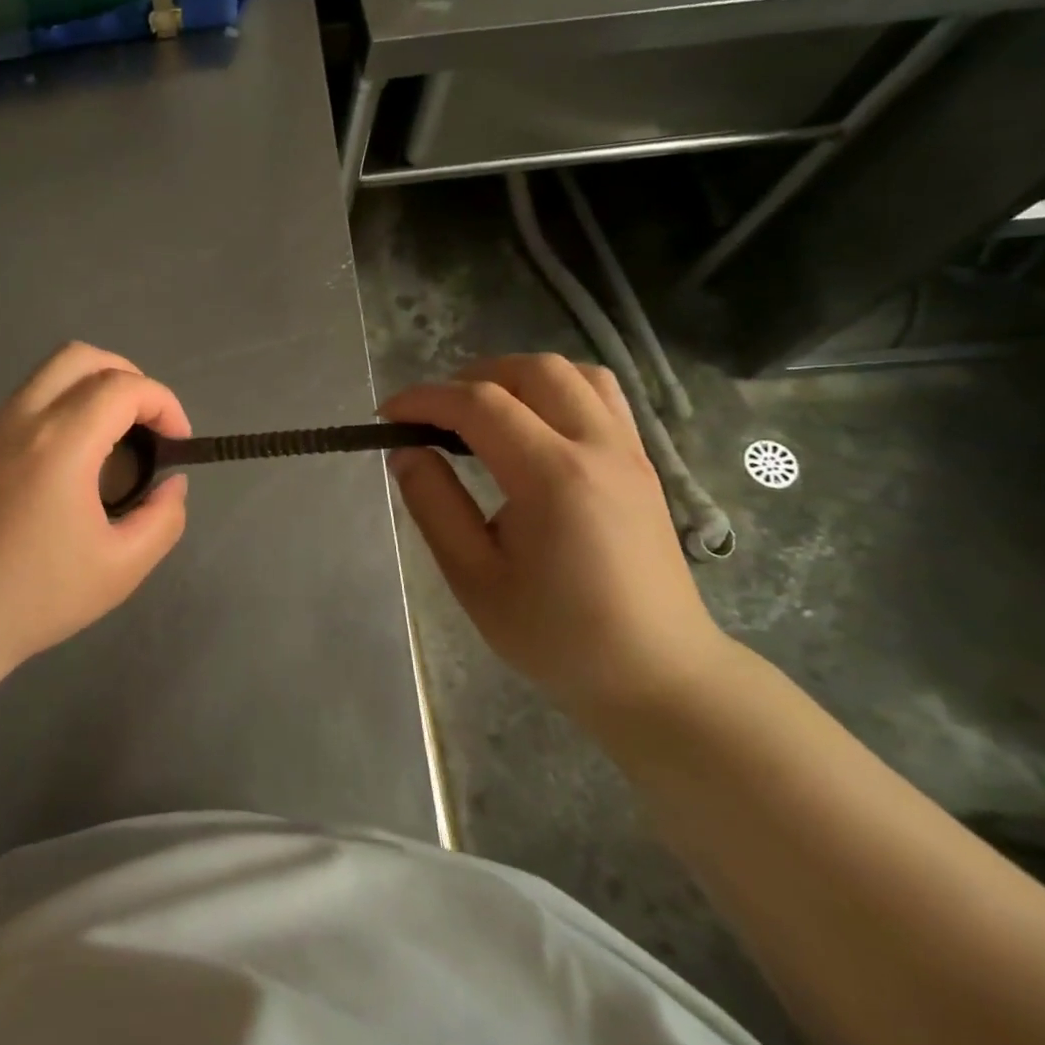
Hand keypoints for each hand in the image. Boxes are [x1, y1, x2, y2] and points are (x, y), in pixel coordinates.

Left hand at [0, 342, 190, 686]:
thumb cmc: (35, 598)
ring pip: (49, 374)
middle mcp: (20, 420)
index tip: (177, 443)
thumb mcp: (121, 569)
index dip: (163, 403)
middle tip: (147, 425)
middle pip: (81, 356)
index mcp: (59, 443)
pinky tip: (70, 464)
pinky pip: (27, 402)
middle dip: (128, 378)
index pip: (123, 386)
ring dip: (92, 389)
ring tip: (113, 443)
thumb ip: (163, 519)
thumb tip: (170, 485)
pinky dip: (62, 408)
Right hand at [381, 354, 727, 720]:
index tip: (387, 416)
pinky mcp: (642, 463)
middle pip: (531, 371)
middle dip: (470, 378)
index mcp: (553, 478)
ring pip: (572, 373)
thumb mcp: (474, 579)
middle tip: (434, 416)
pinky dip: (556, 391)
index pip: (480, 405)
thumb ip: (435, 505)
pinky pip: (600, 396)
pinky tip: (532, 427)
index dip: (425, 399)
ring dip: (517, 377)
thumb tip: (406, 452)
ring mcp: (629, 451)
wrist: (657, 674)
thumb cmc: (557, 636)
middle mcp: (597, 448)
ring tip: (483, 413)